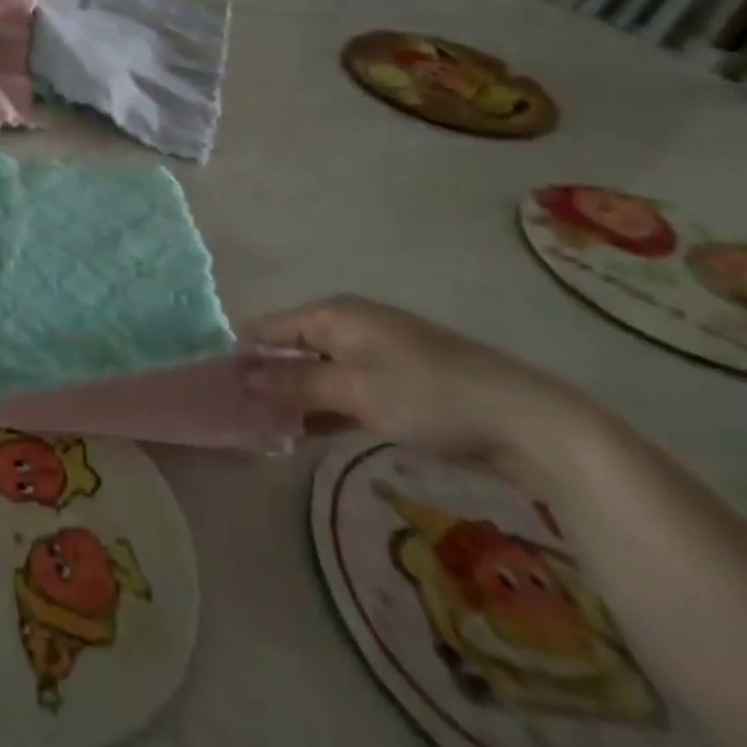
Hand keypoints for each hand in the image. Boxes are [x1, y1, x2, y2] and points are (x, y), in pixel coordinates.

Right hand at [240, 295, 590, 486]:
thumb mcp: (354, 391)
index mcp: (333, 314)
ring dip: (295, 397)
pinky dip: (325, 407)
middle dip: (266, 378)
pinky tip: (307, 432)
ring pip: (318, 371)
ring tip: (266, 428)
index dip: (242, 354)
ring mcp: (377, 353)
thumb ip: (294, 384)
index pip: (269, 327)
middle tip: (240, 414)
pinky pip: (345, 389)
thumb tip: (240, 378)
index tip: (218, 387)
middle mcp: (350, 325)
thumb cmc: (428, 396)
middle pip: (291, 347)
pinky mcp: (398, 383)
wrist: (528, 423)